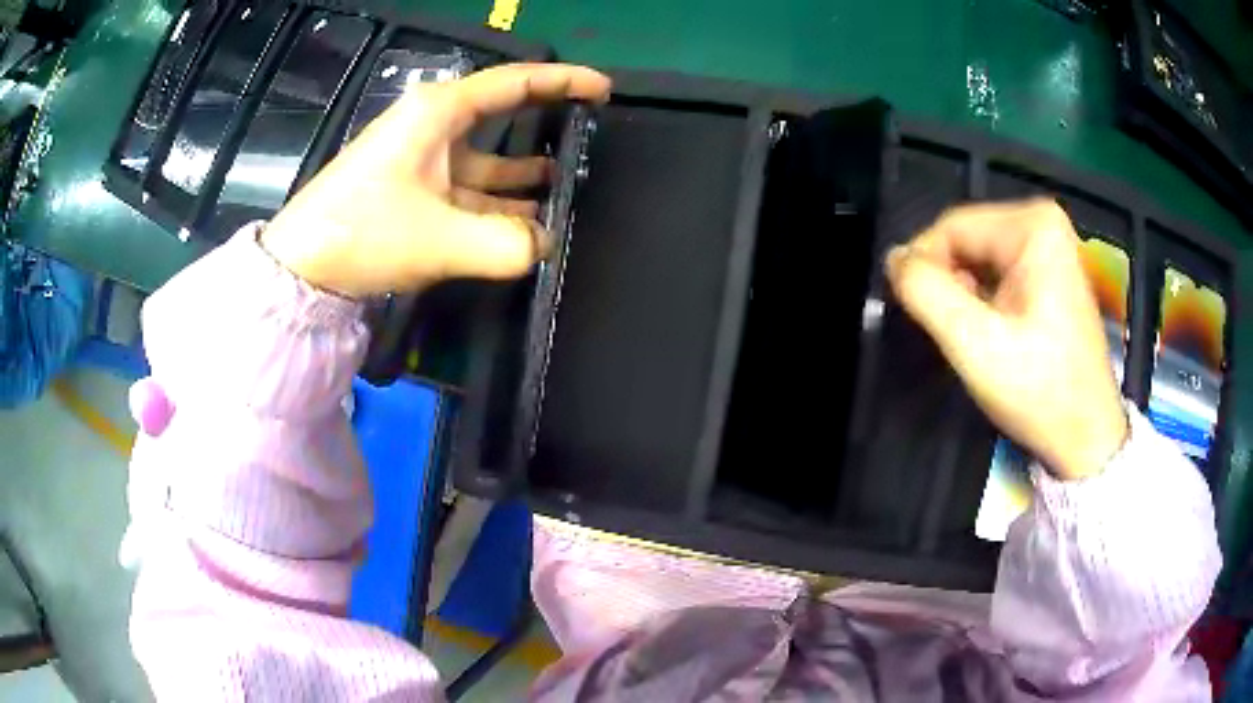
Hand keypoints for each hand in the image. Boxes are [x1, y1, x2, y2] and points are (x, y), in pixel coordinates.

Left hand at [261, 63, 611, 297]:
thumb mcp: (440, 239)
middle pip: (502, 116)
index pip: (514, 83)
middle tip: (589, 136)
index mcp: (439, 113)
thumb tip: (544, 245)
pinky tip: (525, 225)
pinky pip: (468, 191)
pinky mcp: (414, 191)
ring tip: (568, 190)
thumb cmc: (363, 232)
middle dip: (546, 124)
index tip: (602, 90)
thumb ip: (506, 244)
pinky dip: (497, 206)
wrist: (300, 269)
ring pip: (487, 160)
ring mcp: (422, 161)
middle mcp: (433, 128)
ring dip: (524, 177)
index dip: (563, 81)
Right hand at [885, 199, 1127, 480]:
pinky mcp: (1050, 271)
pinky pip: (996, 270)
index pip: (951, 226)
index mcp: (1033, 227)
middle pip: (966, 238)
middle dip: (948, 282)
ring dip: (962, 293)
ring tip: (971, 336)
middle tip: (950, 331)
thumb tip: (894, 260)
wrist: (1086, 436)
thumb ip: (927, 293)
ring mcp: (1050, 247)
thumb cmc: (1039, 391)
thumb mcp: (976, 345)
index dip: (923, 266)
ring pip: (978, 255)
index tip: (916, 313)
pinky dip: (981, 298)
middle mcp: (1043, 223)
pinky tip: (988, 331)